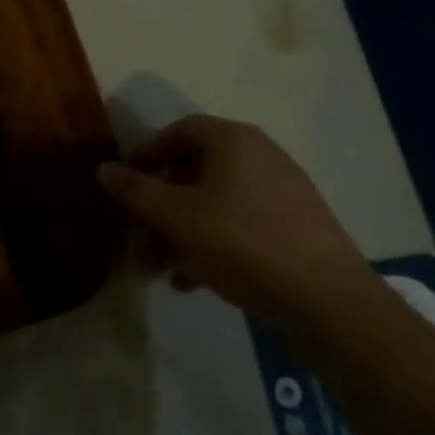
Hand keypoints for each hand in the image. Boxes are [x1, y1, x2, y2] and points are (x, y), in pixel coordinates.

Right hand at [98, 115, 382, 338]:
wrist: (331, 303)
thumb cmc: (243, 244)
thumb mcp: (176, 217)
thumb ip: (136, 191)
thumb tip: (104, 169)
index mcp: (233, 140)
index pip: (179, 131)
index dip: (146, 154)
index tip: (125, 183)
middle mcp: (260, 155)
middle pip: (195, 171)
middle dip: (160, 206)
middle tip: (138, 237)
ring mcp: (282, 191)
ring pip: (215, 203)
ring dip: (181, 231)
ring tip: (160, 270)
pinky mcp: (296, 227)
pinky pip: (240, 224)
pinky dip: (212, 243)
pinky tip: (194, 281)